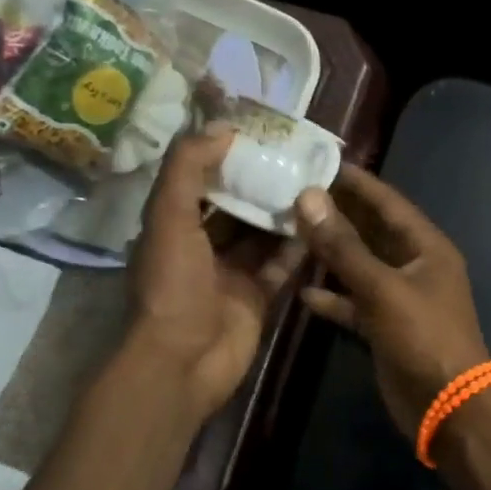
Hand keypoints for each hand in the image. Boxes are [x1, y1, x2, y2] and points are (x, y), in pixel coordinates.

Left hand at [127, 128, 306, 422]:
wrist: (183, 361)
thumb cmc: (171, 285)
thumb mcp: (169, 217)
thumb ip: (188, 169)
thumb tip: (222, 128)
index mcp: (173, 225)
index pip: (200, 180)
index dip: (225, 156)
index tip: (258, 132)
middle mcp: (201, 246)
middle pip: (236, 206)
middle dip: (261, 182)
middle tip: (297, 155)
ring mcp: (231, 273)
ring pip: (262, 234)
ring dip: (284, 212)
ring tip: (315, 182)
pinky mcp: (257, 296)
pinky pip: (281, 265)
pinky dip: (298, 247)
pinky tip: (321, 223)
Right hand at [294, 164, 490, 440]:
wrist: (449, 407)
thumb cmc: (424, 337)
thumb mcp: (382, 288)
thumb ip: (344, 246)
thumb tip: (309, 198)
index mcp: (426, 247)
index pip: (388, 202)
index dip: (357, 182)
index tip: (320, 162)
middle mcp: (414, 266)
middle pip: (372, 231)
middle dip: (338, 215)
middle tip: (294, 194)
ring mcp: (400, 298)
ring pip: (360, 267)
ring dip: (331, 254)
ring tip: (291, 233)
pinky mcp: (385, 327)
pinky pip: (355, 303)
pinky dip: (333, 298)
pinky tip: (302, 293)